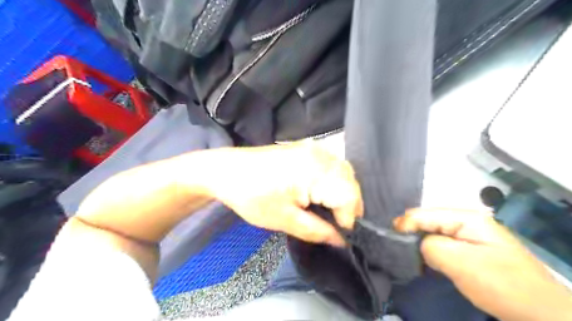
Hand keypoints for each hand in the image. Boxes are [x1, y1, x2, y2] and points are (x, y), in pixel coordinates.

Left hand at [201, 143, 360, 247]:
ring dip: (343, 192)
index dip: (348, 219)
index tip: (338, 233)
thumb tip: (341, 240)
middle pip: (350, 182)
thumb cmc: (252, 196)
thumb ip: (317, 231)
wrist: (227, 170)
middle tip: (335, 224)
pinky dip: (334, 180)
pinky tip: (322, 192)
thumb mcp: (284, 219)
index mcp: (316, 171)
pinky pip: (332, 164)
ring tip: (329, 210)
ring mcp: (314, 148)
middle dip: (348, 206)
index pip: (350, 196)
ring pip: (344, 172)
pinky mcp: (307, 148)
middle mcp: (320, 155)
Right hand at [394, 208, 571, 319]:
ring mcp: (467, 232)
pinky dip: (429, 250)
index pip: (422, 214)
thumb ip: (431, 246)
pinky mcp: (468, 246)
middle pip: (426, 220)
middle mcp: (464, 219)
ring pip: (431, 231)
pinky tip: (425, 259)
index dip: (404, 226)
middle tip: (400, 252)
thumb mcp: (462, 263)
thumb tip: (416, 243)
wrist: (540, 311)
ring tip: (409, 256)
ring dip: (419, 243)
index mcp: (465, 217)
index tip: (392, 242)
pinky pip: (440, 242)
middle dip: (411, 234)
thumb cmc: (501, 284)